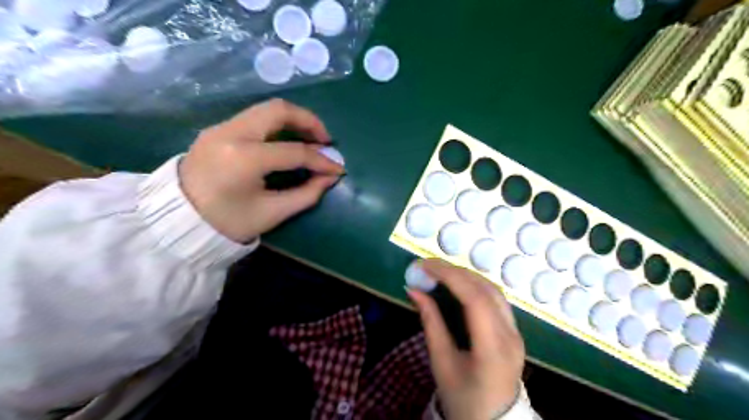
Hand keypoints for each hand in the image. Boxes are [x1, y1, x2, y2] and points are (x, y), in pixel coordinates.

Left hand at [181, 99, 343, 242]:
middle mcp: (231, 133)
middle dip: (309, 122)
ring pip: (266, 109)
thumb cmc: (226, 223)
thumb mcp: (271, 213)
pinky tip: (286, 141)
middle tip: (325, 141)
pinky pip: (254, 118)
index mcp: (244, 159)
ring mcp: (221, 127)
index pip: (294, 152)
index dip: (321, 161)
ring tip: (310, 139)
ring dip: (294, 120)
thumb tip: (330, 178)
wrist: (175, 221)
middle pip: (279, 110)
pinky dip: (277, 125)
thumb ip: (306, 194)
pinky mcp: (217, 129)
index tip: (338, 169)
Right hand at [407, 260, 521, 419]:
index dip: (449, 276)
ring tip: (441, 272)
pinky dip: (475, 285)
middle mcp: (510, 336)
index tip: (425, 266)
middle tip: (428, 266)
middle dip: (455, 271)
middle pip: (486, 289)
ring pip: (494, 290)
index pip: (475, 299)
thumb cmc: (463, 399)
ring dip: (466, 276)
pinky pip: (496, 299)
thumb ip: (430, 322)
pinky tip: (459, 285)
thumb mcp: (441, 363)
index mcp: (492, 349)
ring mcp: (517, 332)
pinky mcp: (515, 331)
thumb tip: (414, 291)